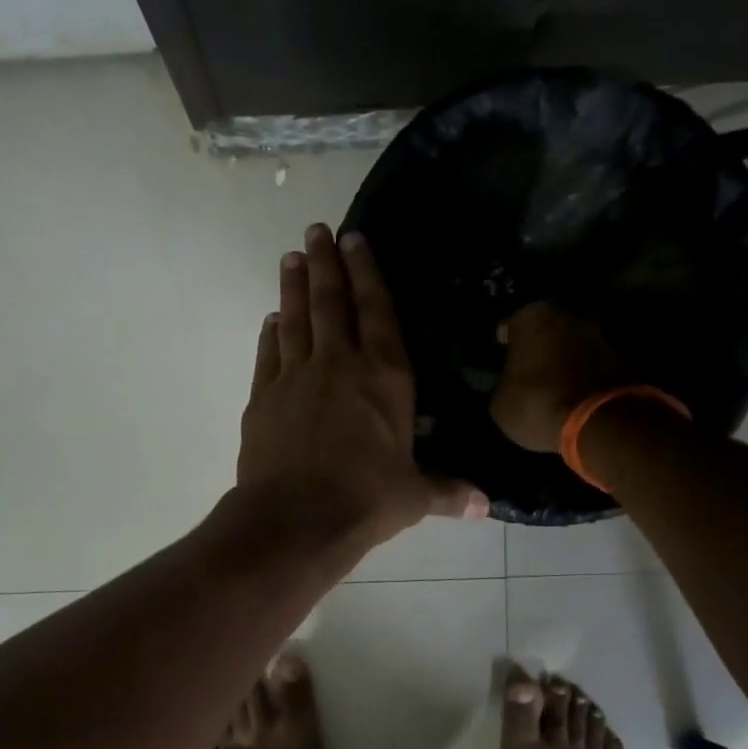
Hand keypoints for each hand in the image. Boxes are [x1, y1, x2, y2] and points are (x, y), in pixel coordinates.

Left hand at [239, 225, 485, 551]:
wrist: (295, 519)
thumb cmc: (366, 501)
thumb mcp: (414, 497)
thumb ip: (447, 492)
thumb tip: (484, 506)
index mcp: (384, 377)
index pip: (377, 312)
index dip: (367, 273)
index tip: (355, 239)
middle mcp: (339, 365)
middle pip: (331, 303)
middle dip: (326, 263)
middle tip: (316, 230)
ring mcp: (295, 378)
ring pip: (295, 320)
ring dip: (294, 287)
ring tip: (292, 258)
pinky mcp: (263, 398)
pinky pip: (268, 356)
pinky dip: (270, 335)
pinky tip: (271, 321)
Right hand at [488, 301, 630, 451]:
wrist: (601, 423)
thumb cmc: (537, 404)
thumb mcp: (500, 404)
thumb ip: (502, 383)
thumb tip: (508, 385)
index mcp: (531, 314)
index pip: (510, 321)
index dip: (504, 340)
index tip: (502, 354)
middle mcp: (568, 311)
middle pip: (547, 324)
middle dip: (539, 342)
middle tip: (529, 365)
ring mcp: (601, 330)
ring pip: (573, 340)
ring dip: (564, 354)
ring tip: (554, 380)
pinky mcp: (624, 354)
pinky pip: (594, 359)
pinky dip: (585, 370)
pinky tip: (575, 390)